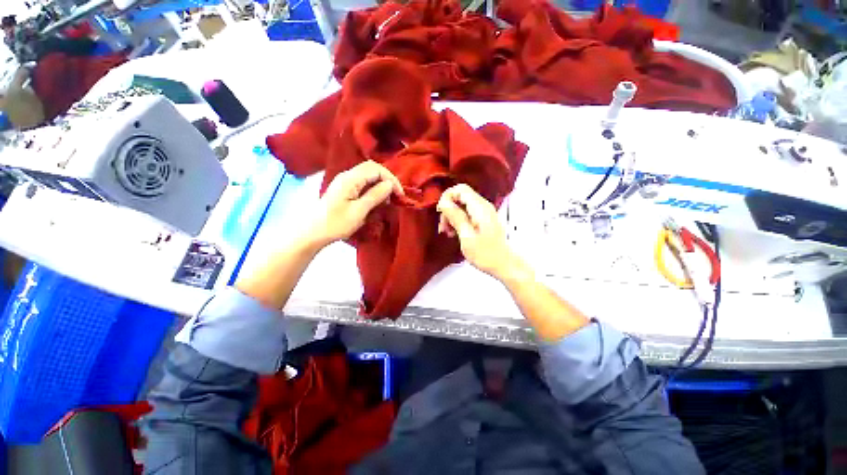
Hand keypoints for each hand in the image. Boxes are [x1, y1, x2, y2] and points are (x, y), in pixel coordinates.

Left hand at [306, 160, 403, 248]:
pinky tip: (377, 200)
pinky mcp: (344, 189)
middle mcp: (347, 175)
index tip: (399, 194)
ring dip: (380, 184)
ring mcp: (345, 181)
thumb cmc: (336, 223)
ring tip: (387, 199)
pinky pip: (363, 183)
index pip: (376, 169)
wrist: (313, 232)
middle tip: (395, 195)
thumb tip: (389, 185)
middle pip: (372, 169)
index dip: (390, 179)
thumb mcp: (359, 211)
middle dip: (387, 180)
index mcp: (350, 179)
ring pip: (368, 175)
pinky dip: (373, 189)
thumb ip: (375, 195)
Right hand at [437, 184, 529, 281]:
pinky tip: (455, 233)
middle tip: (443, 227)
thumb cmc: (485, 254)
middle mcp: (483, 206)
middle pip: (460, 197)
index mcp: (479, 208)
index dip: (447, 197)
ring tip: (448, 232)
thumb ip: (455, 217)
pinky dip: (458, 221)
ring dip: (452, 216)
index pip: (460, 189)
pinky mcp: (483, 220)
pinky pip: (467, 213)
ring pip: (462, 206)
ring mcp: (484, 213)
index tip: (440, 212)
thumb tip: (443, 202)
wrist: (504, 265)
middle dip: (448, 209)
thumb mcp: (466, 235)